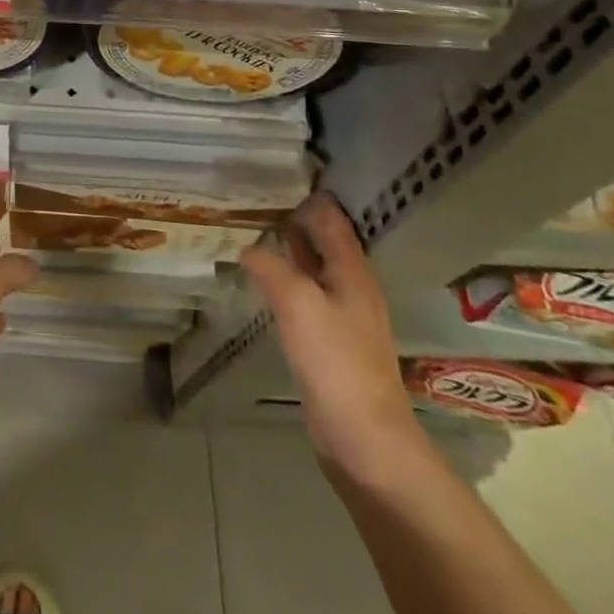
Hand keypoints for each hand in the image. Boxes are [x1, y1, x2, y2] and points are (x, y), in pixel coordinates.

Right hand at [240, 192, 422, 477]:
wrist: (365, 440)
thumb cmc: (336, 362)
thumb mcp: (298, 303)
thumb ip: (271, 267)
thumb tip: (248, 247)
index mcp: (352, 271)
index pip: (331, 218)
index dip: (308, 195)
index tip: (275, 173)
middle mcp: (351, 287)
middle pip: (324, 241)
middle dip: (294, 218)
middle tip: (254, 197)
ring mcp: (343, 317)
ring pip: (313, 269)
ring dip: (288, 249)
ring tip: (252, 230)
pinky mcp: (331, 343)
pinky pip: (306, 296)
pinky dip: (286, 279)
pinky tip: (263, 281)